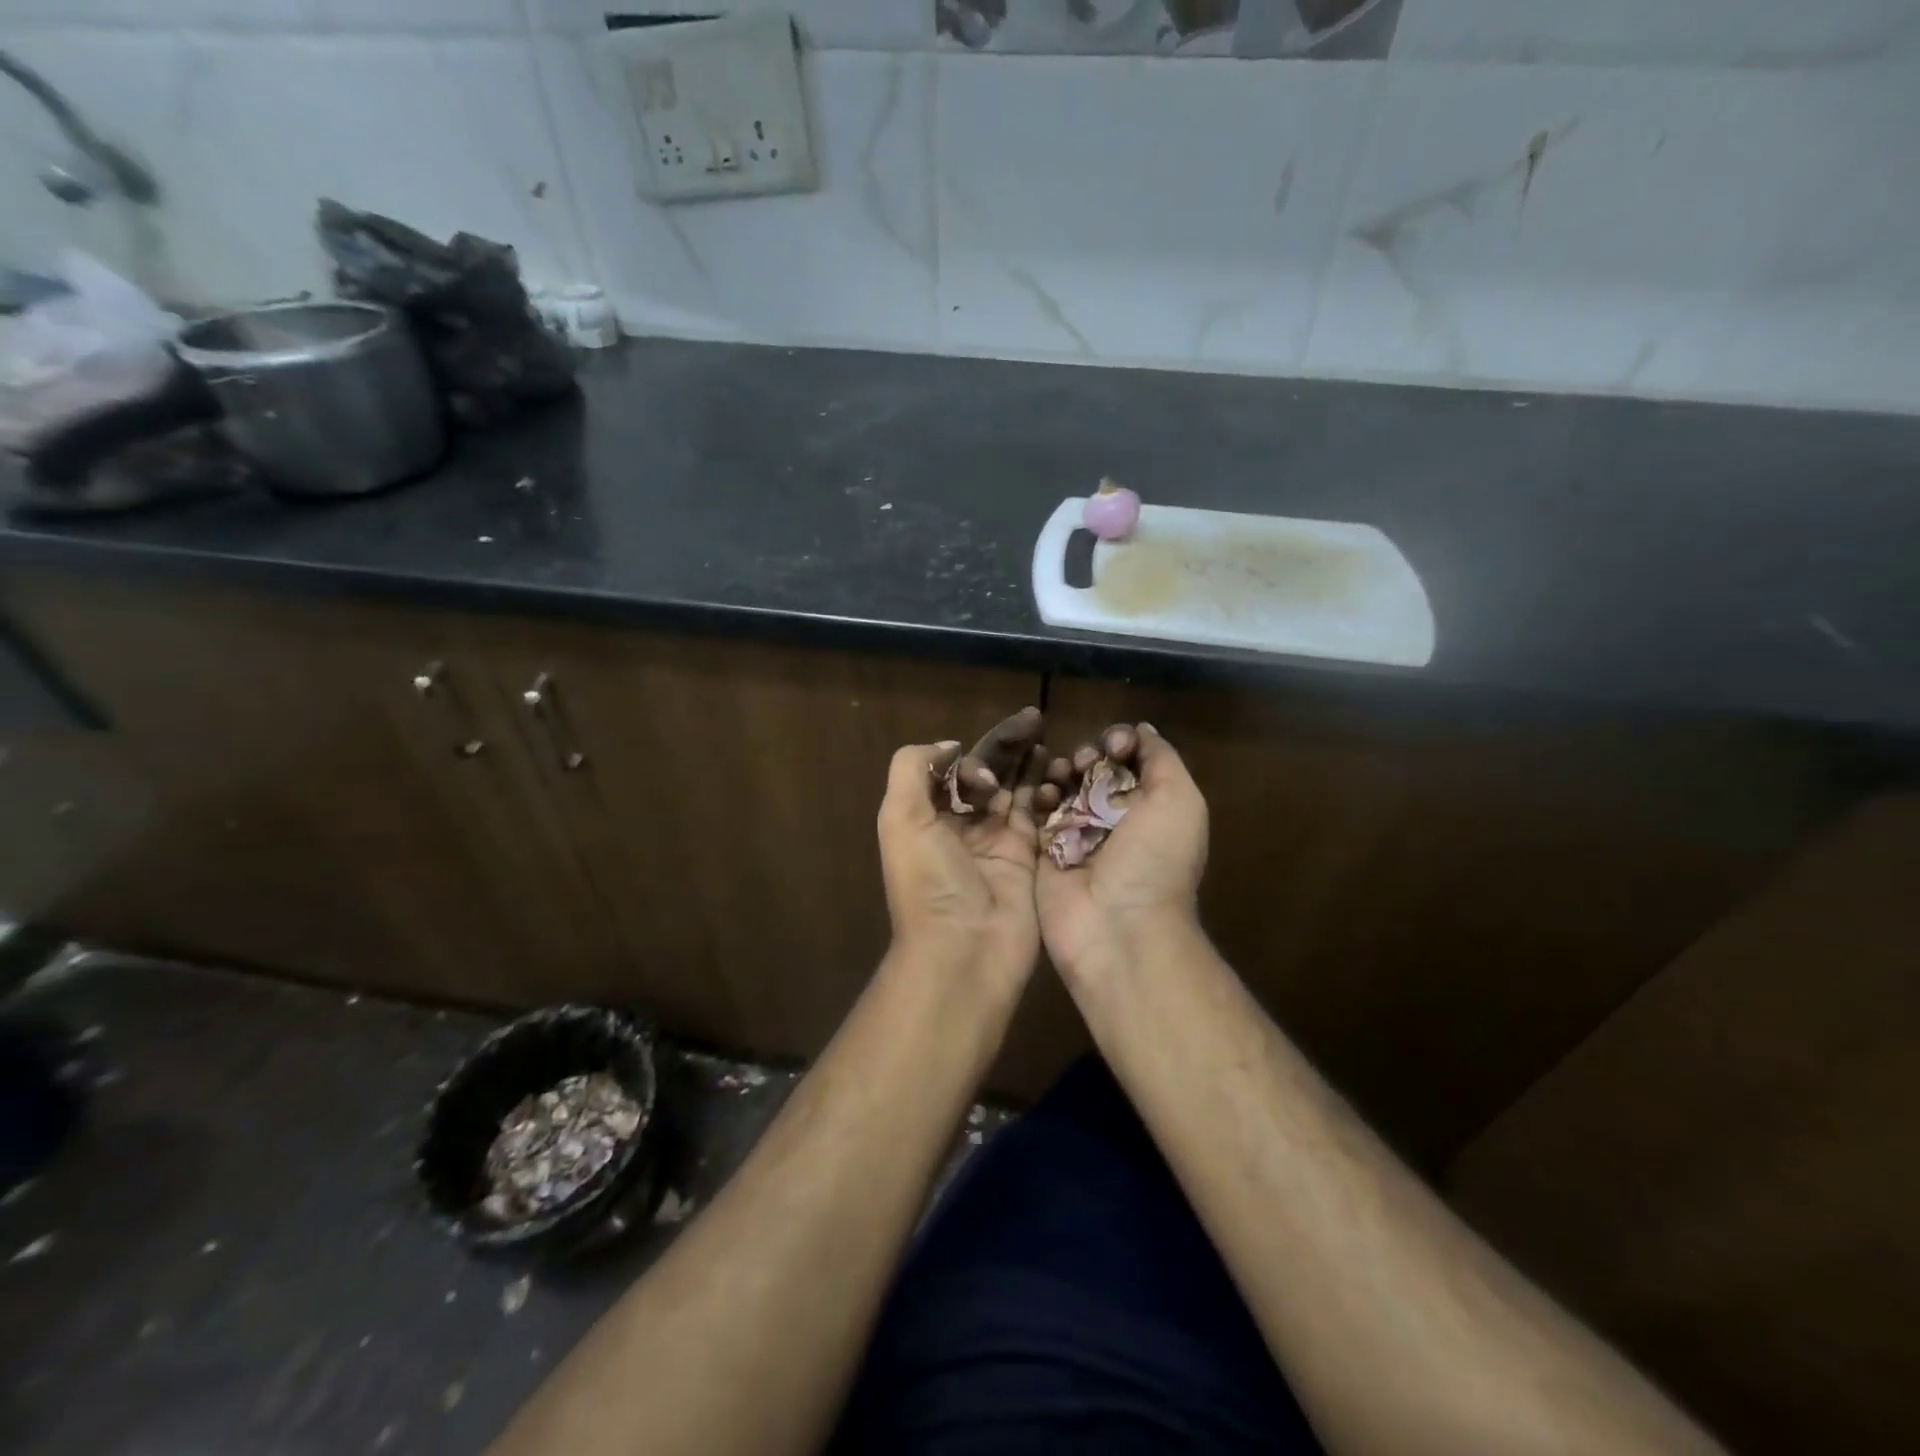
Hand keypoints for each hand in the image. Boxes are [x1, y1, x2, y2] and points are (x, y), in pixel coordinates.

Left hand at [877, 708, 1057, 993]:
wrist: (966, 950)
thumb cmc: (929, 882)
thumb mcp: (901, 818)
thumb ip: (912, 769)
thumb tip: (949, 746)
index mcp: (928, 818)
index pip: (951, 771)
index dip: (967, 759)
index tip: (980, 775)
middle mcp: (962, 827)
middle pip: (987, 774)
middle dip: (1006, 746)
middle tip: (1033, 718)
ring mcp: (998, 842)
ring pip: (1016, 790)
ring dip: (1029, 763)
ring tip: (1046, 737)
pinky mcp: (1029, 857)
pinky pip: (1039, 815)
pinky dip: (1048, 791)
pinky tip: (1060, 769)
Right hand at [1036, 723, 1208, 981]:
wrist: (1117, 926)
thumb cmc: (1154, 859)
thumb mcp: (1178, 800)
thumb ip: (1161, 759)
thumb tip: (1141, 730)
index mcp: (1149, 806)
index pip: (1128, 760)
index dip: (1119, 743)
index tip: (1113, 747)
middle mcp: (1113, 818)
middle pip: (1092, 769)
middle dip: (1087, 755)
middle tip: (1082, 763)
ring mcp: (1076, 834)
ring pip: (1062, 786)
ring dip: (1059, 771)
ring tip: (1061, 775)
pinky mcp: (1043, 850)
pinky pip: (1034, 813)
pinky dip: (1037, 796)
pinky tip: (1042, 794)